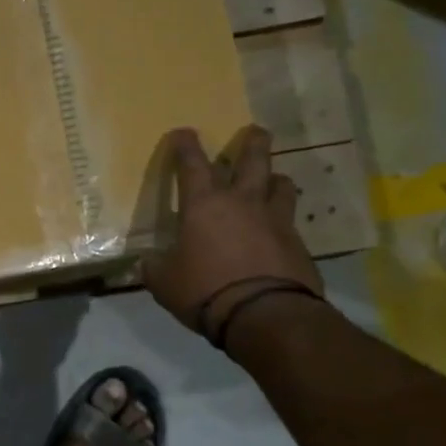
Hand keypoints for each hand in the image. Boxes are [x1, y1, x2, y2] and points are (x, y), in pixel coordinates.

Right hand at [142, 125, 322, 336]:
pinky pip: (291, 222)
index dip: (186, 146)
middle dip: (253, 143)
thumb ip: (155, 268)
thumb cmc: (204, 289)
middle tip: (256, 131)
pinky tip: (279, 231)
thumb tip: (147, 263)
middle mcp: (242, 202)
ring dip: (275, 179)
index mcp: (204, 205)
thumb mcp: (165, 283)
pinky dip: (283, 220)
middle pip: (253, 161)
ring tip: (273, 180)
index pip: (192, 165)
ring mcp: (275, 220)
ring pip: (280, 185)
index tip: (184, 132)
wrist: (264, 314)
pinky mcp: (298, 243)